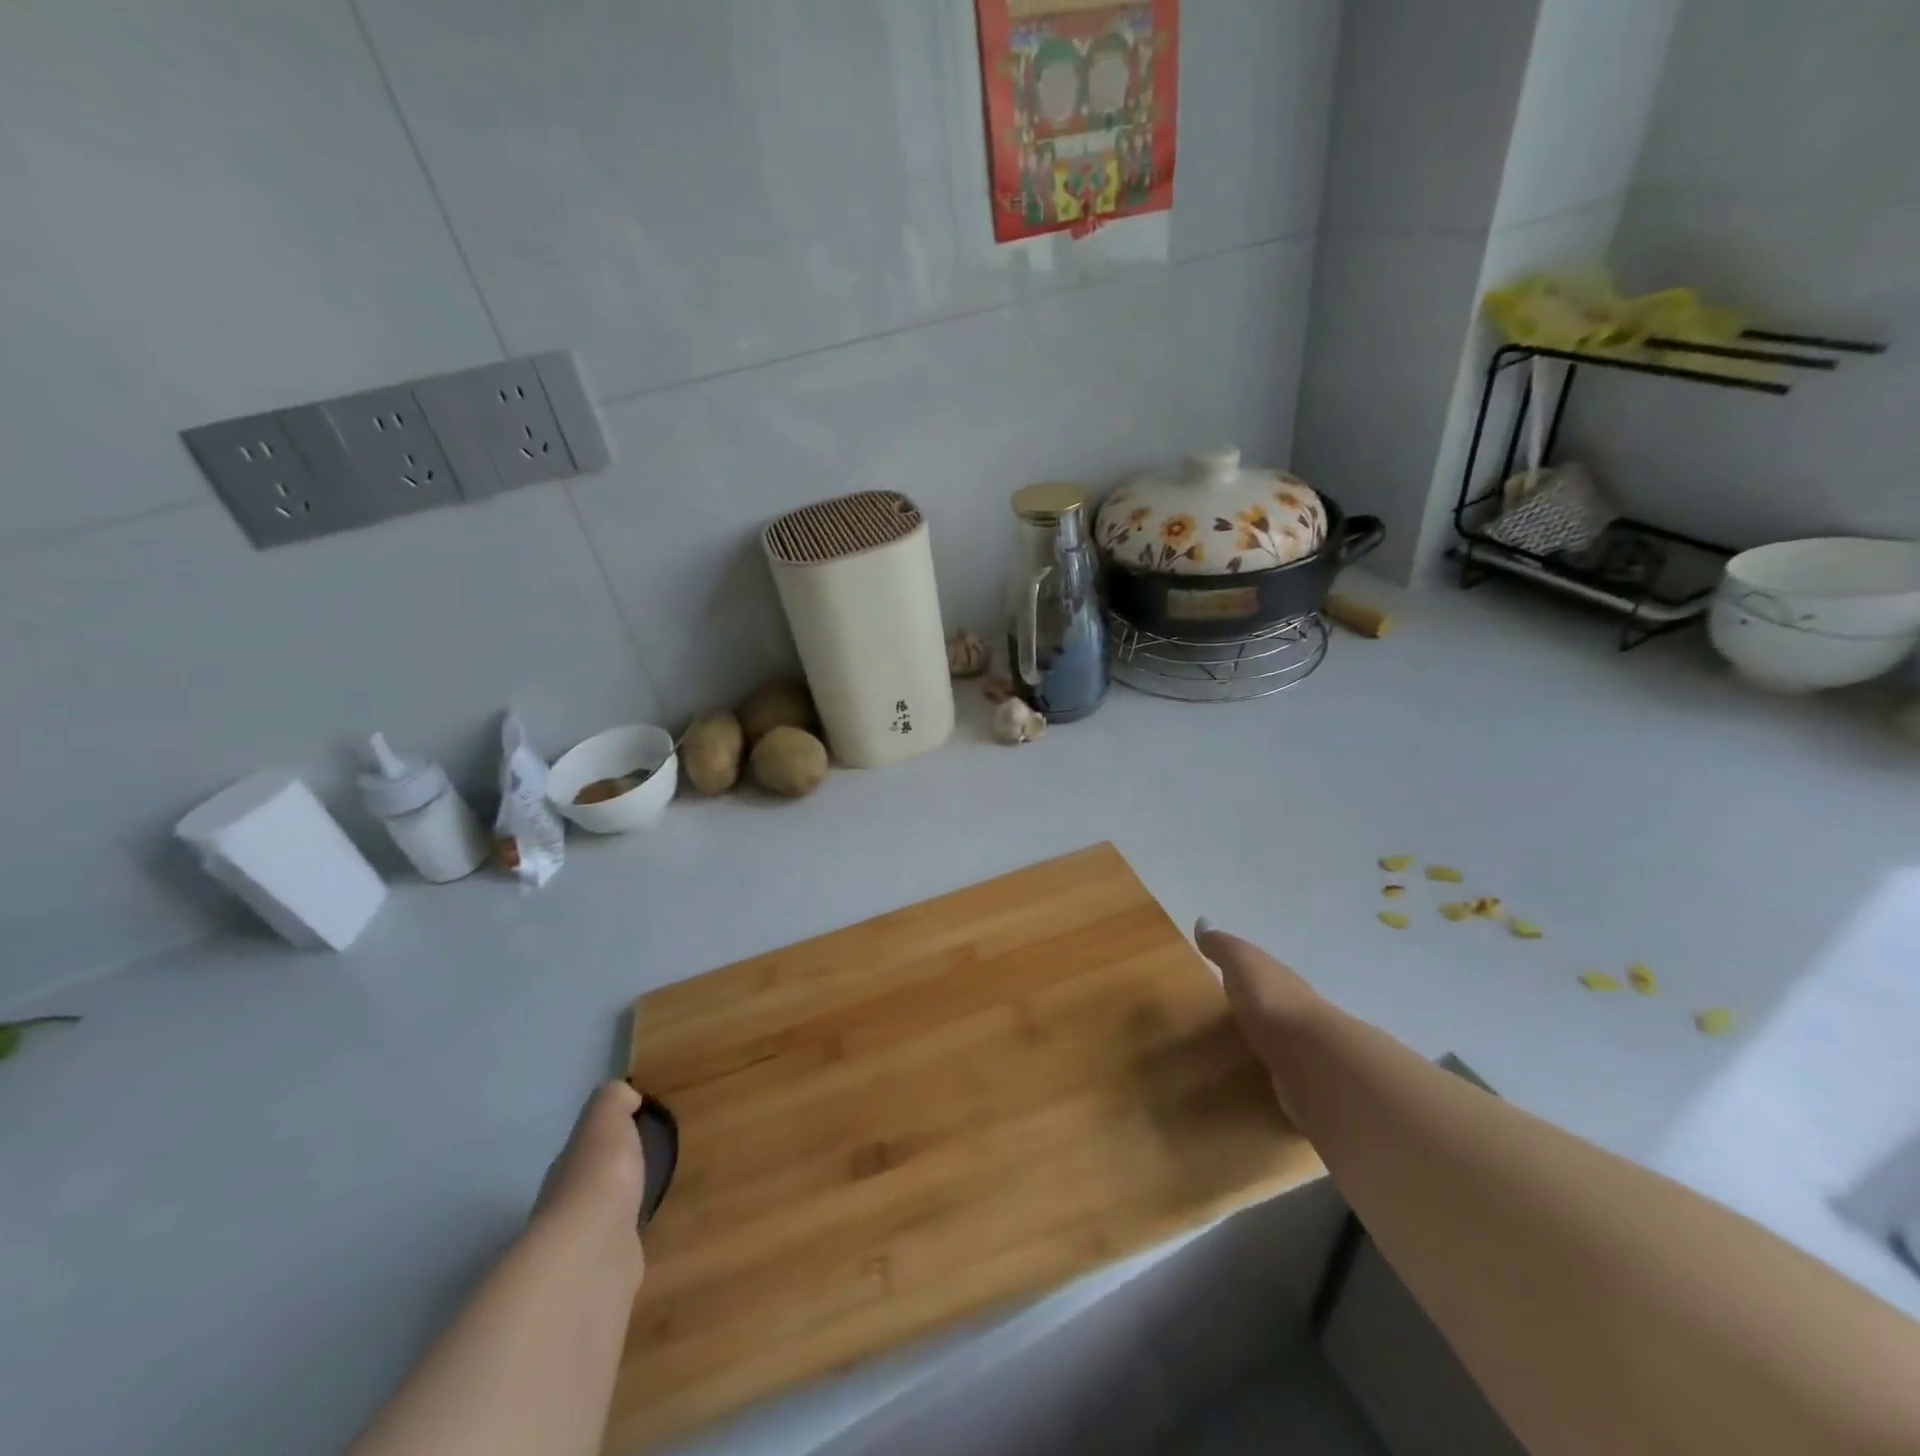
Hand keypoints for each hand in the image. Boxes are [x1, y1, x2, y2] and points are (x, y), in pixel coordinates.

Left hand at [534, 1081, 647, 1268]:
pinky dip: (628, 1242)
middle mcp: (565, 1207)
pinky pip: (619, 1249)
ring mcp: (581, 1247)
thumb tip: (625, 1094)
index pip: (585, 1148)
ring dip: (619, 1213)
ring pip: (603, 1219)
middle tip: (649, 1164)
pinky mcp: (603, 1276)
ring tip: (652, 1201)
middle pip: (590, 1185)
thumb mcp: (606, 1120)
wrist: (593, 1252)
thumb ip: (613, 1101)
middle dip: (613, 1177)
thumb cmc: (600, 1175)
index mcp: (566, 1168)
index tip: (637, 1128)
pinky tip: (647, 1238)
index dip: (607, 1137)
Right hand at [1194, 919, 1321, 1114]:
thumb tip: (1202, 921)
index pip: (1261, 971)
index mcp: (1279, 980)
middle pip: (1271, 1004)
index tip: (1223, 975)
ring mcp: (1301, 1048)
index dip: (1243, 971)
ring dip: (1263, 1039)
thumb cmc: (1271, 1001)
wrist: (1313, 1058)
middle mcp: (1294, 1010)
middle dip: (1254, 1006)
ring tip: (1234, 1049)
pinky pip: (1280, 1069)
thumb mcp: (1241, 963)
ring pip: (1277, 1037)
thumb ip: (1223, 946)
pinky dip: (1270, 1069)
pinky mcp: (1301, 1081)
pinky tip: (1255, 1077)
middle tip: (1225, 1014)